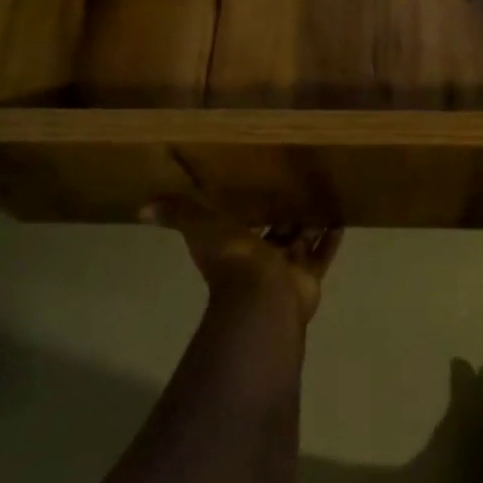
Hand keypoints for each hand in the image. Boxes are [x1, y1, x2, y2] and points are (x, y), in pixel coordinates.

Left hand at [142, 196, 341, 322]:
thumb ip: (178, 215)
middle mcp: (261, 256)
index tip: (258, 184)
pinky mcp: (309, 276)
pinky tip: (342, 219)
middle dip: (285, 213)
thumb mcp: (201, 228)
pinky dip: (331, 239)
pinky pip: (322, 254)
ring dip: (310, 223)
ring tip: (324, 197)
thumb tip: (140, 208)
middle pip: (276, 230)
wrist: (262, 298)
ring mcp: (286, 268)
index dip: (248, 207)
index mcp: (235, 243)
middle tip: (299, 186)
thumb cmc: (233, 259)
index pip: (242, 221)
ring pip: (301, 241)